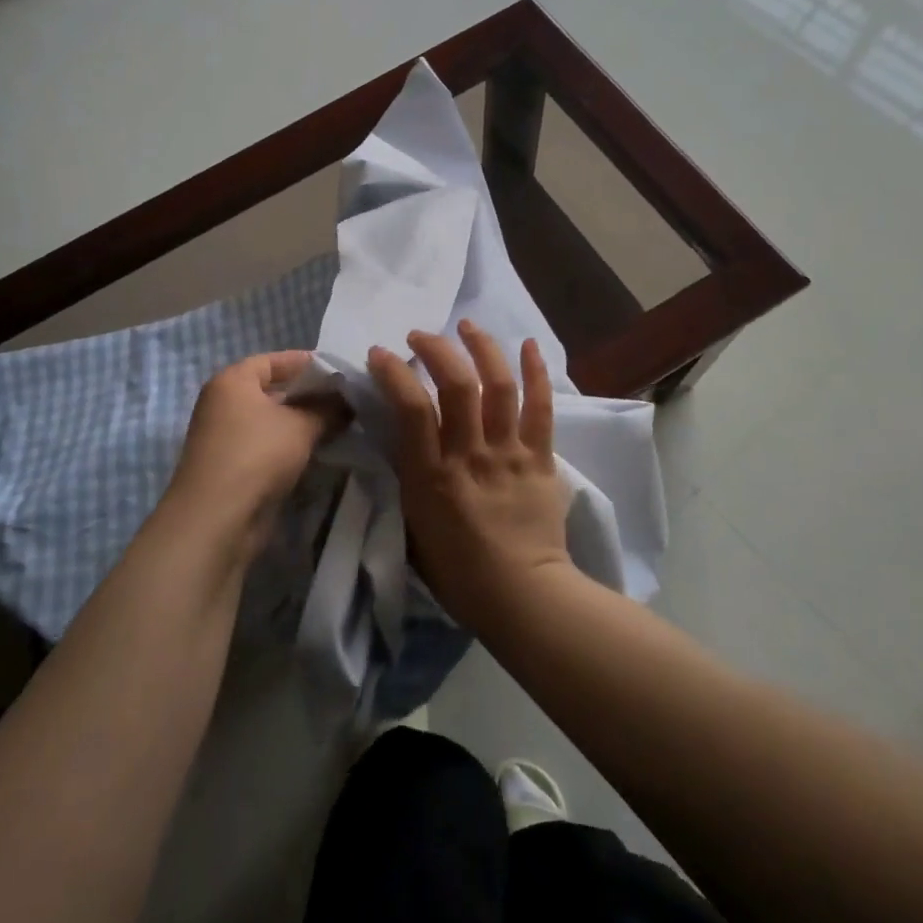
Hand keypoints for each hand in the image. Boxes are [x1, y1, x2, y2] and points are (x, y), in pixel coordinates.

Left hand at [166, 351, 340, 554]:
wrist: (217, 518)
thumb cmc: (257, 454)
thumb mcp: (301, 426)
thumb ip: (328, 408)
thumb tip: (348, 401)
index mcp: (233, 380)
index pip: (274, 361)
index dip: (307, 363)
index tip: (340, 371)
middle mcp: (223, 403)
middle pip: (272, 390)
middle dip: (309, 394)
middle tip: (346, 399)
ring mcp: (225, 436)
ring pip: (271, 420)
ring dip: (302, 422)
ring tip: (340, 424)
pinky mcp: (232, 466)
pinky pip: (267, 445)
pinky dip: (290, 445)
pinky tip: (319, 450)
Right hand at [368, 321, 571, 630]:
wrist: (522, 596)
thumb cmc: (458, 571)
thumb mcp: (413, 526)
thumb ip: (407, 478)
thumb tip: (401, 440)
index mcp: (433, 476)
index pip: (411, 409)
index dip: (394, 372)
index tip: (380, 353)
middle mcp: (471, 455)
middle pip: (457, 385)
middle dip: (436, 349)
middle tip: (421, 335)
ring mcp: (510, 453)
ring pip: (499, 385)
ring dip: (482, 348)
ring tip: (468, 326)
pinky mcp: (541, 458)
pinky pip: (541, 408)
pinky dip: (537, 372)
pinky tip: (529, 345)